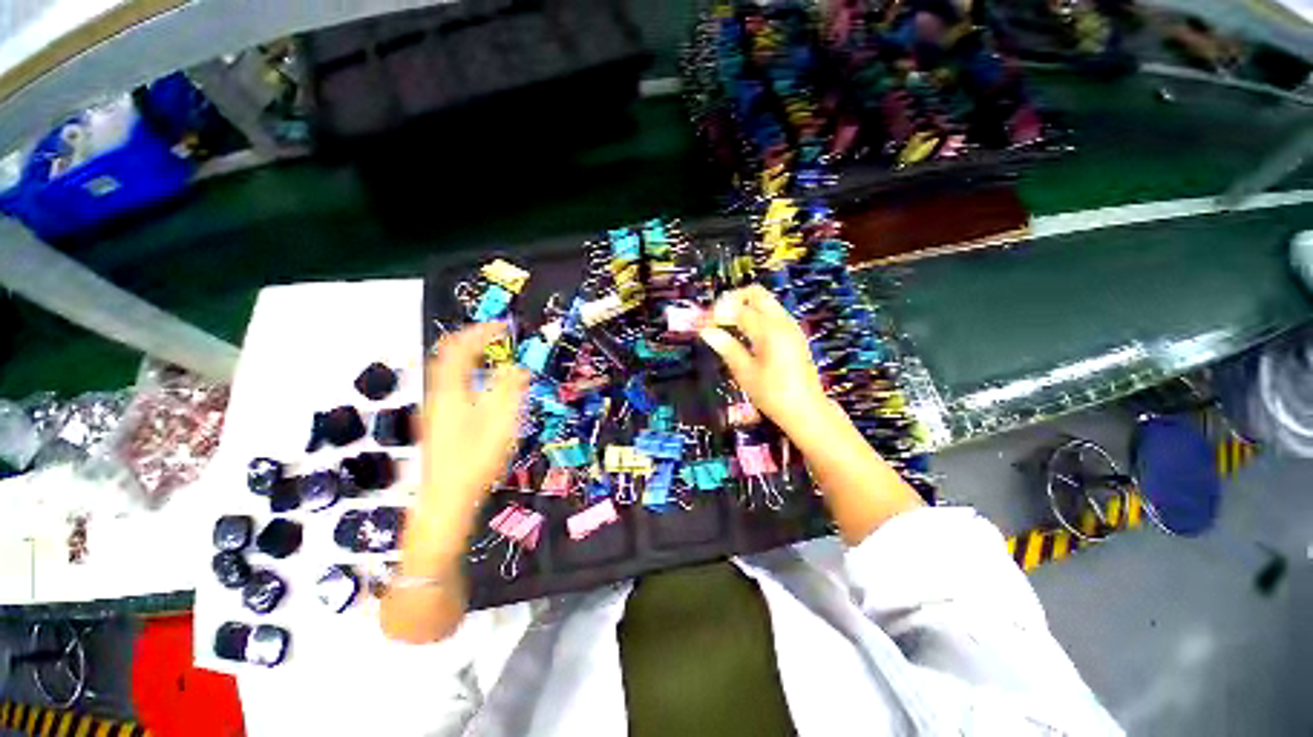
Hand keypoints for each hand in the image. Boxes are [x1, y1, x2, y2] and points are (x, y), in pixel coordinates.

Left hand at [422, 323, 529, 508]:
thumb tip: (517, 367)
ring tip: (488, 353)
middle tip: (493, 336)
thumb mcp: (501, 421)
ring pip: (446, 371)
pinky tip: (479, 385)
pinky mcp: (438, 422)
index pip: (460, 348)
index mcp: (452, 390)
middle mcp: (438, 395)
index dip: (481, 332)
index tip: (503, 327)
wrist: (447, 498)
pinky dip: (465, 373)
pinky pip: (449, 385)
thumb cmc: (476, 458)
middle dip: (470, 340)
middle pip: (447, 356)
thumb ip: (510, 389)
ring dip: (467, 356)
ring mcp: (435, 409)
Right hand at [699, 285, 828, 434]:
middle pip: (755, 293)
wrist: (806, 410)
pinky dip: (755, 315)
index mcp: (769, 331)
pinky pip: (772, 313)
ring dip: (744, 307)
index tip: (701, 324)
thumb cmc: (773, 395)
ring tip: (726, 326)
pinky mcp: (793, 334)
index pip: (737, 310)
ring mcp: (790, 326)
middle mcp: (782, 321)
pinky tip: (743, 334)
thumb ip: (726, 347)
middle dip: (732, 300)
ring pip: (765, 301)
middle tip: (716, 317)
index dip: (716, 314)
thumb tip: (705, 331)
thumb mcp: (745, 373)